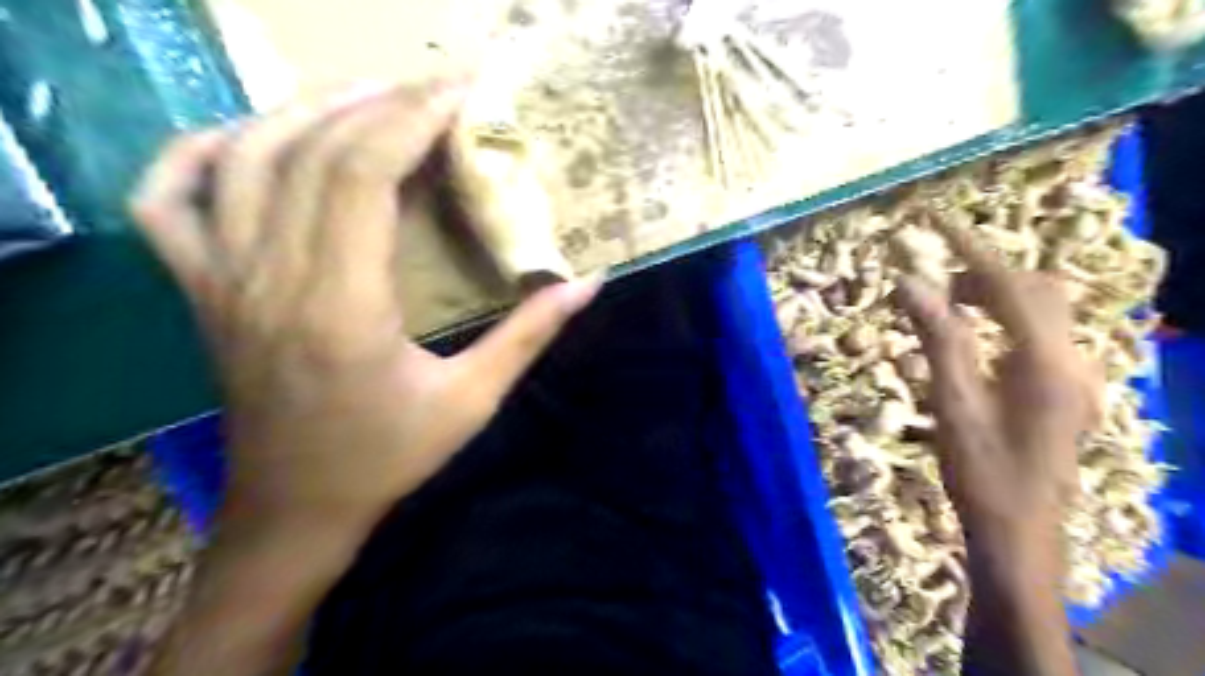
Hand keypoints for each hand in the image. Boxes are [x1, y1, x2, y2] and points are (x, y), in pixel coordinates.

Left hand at [131, 74, 602, 538]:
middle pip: (310, 153)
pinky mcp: (202, 291)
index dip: (410, 119)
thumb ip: (529, 336)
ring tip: (371, 98)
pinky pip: (169, 200)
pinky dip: (199, 151)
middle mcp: (270, 280)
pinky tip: (252, 138)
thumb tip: (588, 284)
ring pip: (244, 159)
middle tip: (434, 88)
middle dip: (378, 102)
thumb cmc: (387, 457)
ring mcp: (221, 281)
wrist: (294, 509)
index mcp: (341, 307)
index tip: (460, 93)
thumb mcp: (472, 402)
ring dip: (308, 111)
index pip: (360, 176)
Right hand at [894, 223, 1094, 674]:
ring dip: (997, 296)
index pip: (1008, 284)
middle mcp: (1074, 359)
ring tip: (949, 309)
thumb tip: (910, 281)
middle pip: (1036, 290)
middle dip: (984, 272)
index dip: (970, 249)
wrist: (1020, 532)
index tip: (936, 222)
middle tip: (934, 282)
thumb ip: (938, 337)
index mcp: (1045, 360)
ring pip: (1044, 311)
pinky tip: (977, 341)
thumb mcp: (952, 402)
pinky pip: (1043, 335)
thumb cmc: (980, 471)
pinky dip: (1007, 321)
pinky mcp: (1070, 391)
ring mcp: (1078, 376)